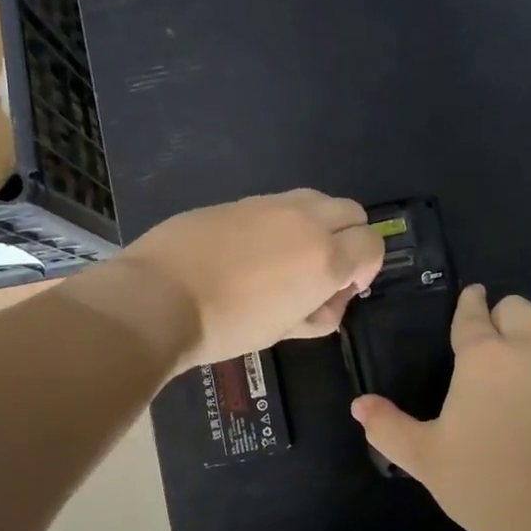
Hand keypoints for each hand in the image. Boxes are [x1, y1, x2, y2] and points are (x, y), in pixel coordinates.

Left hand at [114, 189, 385, 370]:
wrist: (158, 298)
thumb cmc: (227, 326)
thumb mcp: (283, 331)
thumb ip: (318, 314)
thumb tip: (328, 303)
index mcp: (325, 257)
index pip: (372, 245)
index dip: (367, 268)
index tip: (345, 288)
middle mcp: (306, 221)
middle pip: (352, 212)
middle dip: (350, 239)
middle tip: (324, 270)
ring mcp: (271, 204)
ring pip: (317, 200)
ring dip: (318, 224)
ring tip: (289, 257)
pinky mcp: (240, 200)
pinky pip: (278, 204)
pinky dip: (282, 222)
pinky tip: (252, 250)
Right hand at [350, 285, 530, 530]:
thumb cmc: (485, 482)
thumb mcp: (425, 457)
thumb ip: (387, 427)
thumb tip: (359, 405)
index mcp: (485, 356)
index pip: (473, 315)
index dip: (469, 302)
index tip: (470, 295)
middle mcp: (526, 352)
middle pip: (518, 308)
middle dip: (501, 313)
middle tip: (485, 338)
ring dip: (524, 342)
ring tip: (505, 376)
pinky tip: (530, 405)